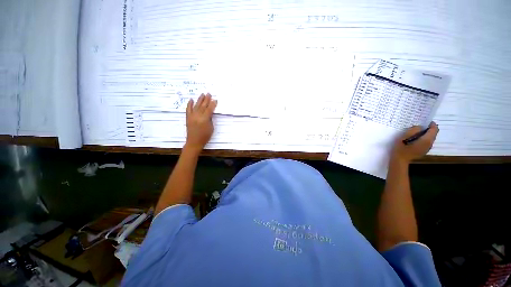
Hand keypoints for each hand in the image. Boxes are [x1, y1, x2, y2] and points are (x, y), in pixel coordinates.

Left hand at [185, 93, 216, 151]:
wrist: (194, 141)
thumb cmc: (205, 136)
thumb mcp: (211, 128)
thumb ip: (210, 119)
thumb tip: (209, 113)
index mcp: (205, 119)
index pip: (209, 109)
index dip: (213, 104)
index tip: (215, 100)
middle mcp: (198, 116)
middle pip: (203, 106)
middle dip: (206, 99)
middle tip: (209, 93)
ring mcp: (192, 116)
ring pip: (196, 106)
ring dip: (199, 99)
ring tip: (202, 94)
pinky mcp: (188, 117)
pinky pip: (188, 109)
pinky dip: (189, 104)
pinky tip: (191, 99)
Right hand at [391, 122, 438, 164]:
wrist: (399, 161)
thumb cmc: (400, 148)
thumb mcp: (403, 137)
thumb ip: (412, 131)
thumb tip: (419, 127)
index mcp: (426, 140)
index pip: (434, 129)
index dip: (431, 124)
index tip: (423, 121)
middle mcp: (430, 144)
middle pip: (433, 134)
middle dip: (428, 129)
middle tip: (418, 126)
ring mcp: (427, 148)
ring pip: (430, 138)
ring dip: (425, 134)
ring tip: (415, 132)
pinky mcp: (423, 151)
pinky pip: (426, 142)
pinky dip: (423, 139)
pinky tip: (414, 139)